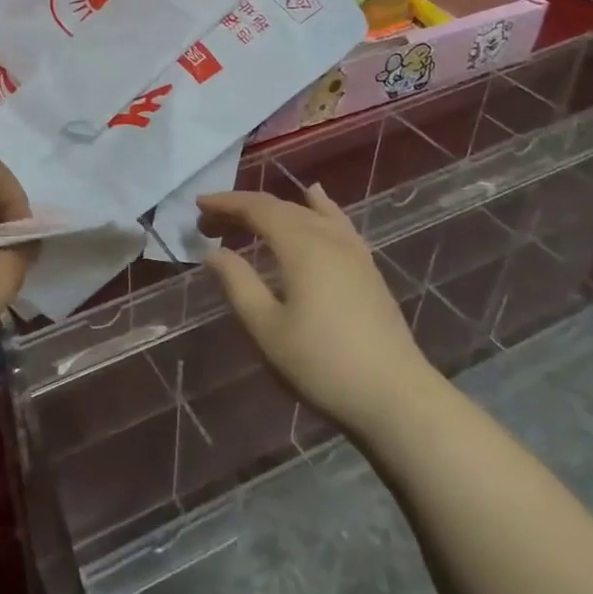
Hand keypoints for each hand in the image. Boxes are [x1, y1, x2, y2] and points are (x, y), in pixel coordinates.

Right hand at [197, 186, 436, 435]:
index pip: (258, 209)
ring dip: (274, 210)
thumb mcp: (266, 327)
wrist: (395, 396)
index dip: (226, 203)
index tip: (198, 206)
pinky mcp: (367, 267)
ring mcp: (353, 251)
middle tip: (210, 223)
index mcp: (301, 246)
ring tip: (248, 216)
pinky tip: (315, 197)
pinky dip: (317, 206)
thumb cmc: (321, 363)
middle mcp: (328, 237)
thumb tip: (213, 252)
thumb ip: (237, 283)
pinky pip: (335, 221)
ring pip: (308, 213)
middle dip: (243, 209)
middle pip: (281, 207)